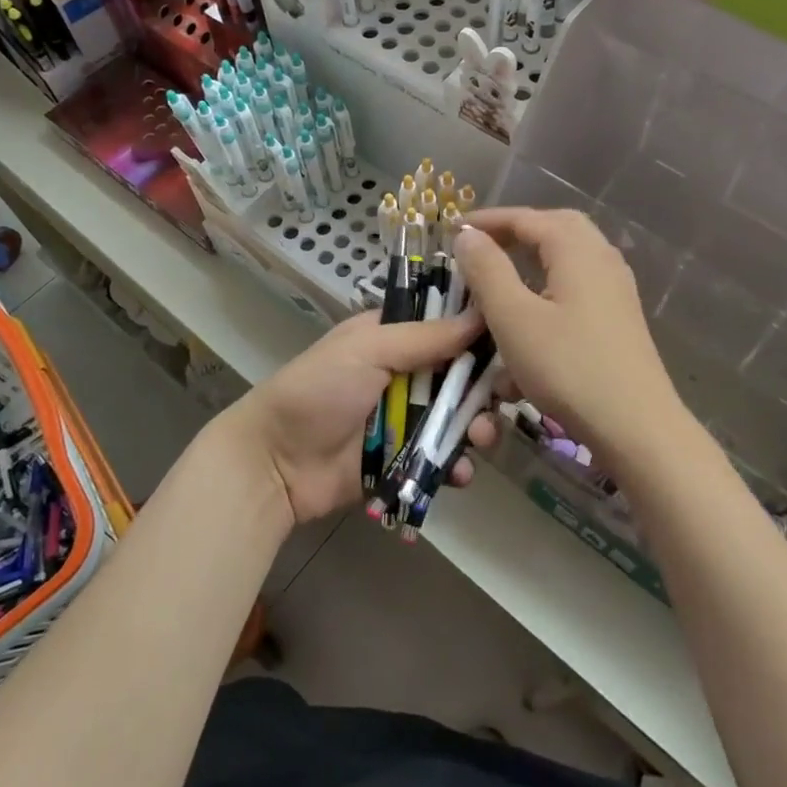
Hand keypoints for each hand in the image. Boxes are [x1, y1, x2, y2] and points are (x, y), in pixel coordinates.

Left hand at [218, 308, 486, 526]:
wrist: (274, 463)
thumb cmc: (318, 390)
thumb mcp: (369, 349)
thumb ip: (426, 336)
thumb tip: (481, 312)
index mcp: (392, 337)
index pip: (446, 324)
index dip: (479, 331)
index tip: (512, 338)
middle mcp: (405, 373)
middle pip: (461, 375)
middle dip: (486, 389)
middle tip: (503, 399)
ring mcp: (405, 419)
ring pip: (458, 419)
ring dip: (476, 429)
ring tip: (479, 441)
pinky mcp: (404, 460)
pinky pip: (442, 459)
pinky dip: (456, 465)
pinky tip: (460, 473)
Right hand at [454, 208, 686, 475]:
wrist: (636, 427)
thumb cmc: (568, 367)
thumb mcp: (514, 318)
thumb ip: (487, 271)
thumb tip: (468, 236)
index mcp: (577, 250)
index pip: (526, 218)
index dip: (486, 221)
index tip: (451, 229)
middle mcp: (601, 259)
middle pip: (555, 228)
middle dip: (515, 231)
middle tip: (481, 245)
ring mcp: (615, 290)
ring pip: (568, 259)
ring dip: (532, 260)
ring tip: (501, 277)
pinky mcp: (618, 319)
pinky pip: (577, 287)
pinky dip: (548, 290)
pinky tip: (530, 319)